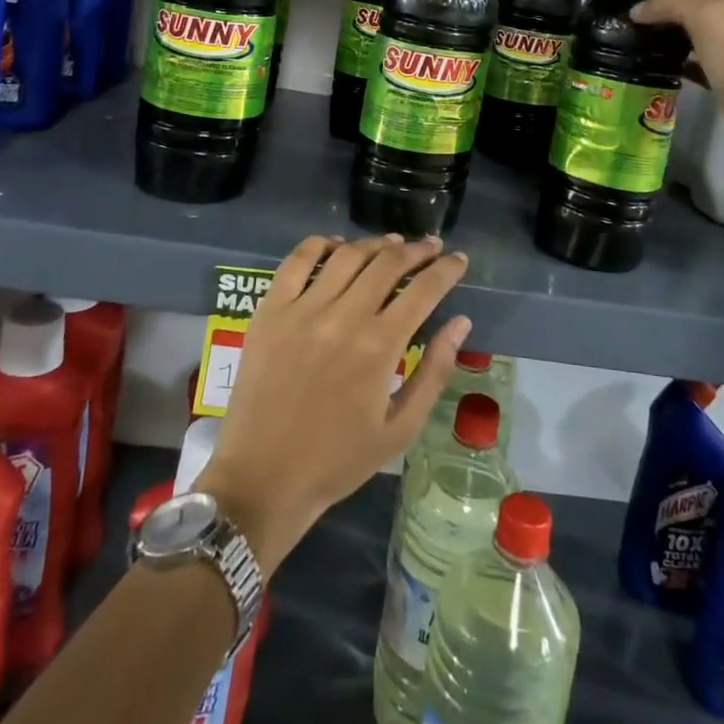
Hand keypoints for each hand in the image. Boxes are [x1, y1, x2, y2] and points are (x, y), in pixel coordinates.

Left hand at [196, 234, 471, 574]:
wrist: (263, 479)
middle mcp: (343, 317)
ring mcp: (302, 310)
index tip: (458, 259)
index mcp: (379, 347)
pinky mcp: (270, 311)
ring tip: (392, 244)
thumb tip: (461, 323)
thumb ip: (434, 372)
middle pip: (387, 263)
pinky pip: (297, 261)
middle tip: (430, 247)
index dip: (446, 269)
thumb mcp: (400, 429)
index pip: (424, 290)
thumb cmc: (338, 460)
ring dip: (375, 244)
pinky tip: (337, 246)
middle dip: (416, 250)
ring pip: (347, 256)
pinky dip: (321, 244)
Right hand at [630, 0, 723, 180]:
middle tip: (632, 0)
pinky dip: (672, 56)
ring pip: (692, 26)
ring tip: (633, 28)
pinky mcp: (722, 75)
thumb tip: (638, 8)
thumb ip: (670, 1)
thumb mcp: (704, 14)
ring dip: (667, 24)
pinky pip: (692, 58)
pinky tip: (650, 61)